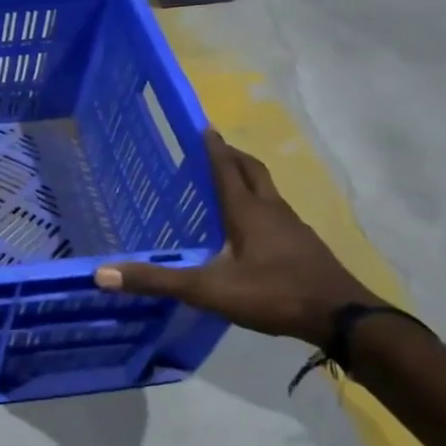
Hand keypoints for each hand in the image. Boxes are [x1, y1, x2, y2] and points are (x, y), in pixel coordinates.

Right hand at [94, 129, 383, 345]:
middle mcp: (272, 211)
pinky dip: (262, 207)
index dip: (213, 148)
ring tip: (229, 183)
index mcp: (247, 212)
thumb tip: (102, 274)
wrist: (343, 318)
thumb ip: (158, 280)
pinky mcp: (306, 247)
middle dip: (233, 156)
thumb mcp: (208, 290)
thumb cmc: (273, 294)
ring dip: (248, 180)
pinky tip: (254, 229)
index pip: (226, 169)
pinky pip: (278, 214)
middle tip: (214, 148)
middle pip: (253, 172)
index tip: (203, 126)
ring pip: (268, 192)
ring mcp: (294, 229)